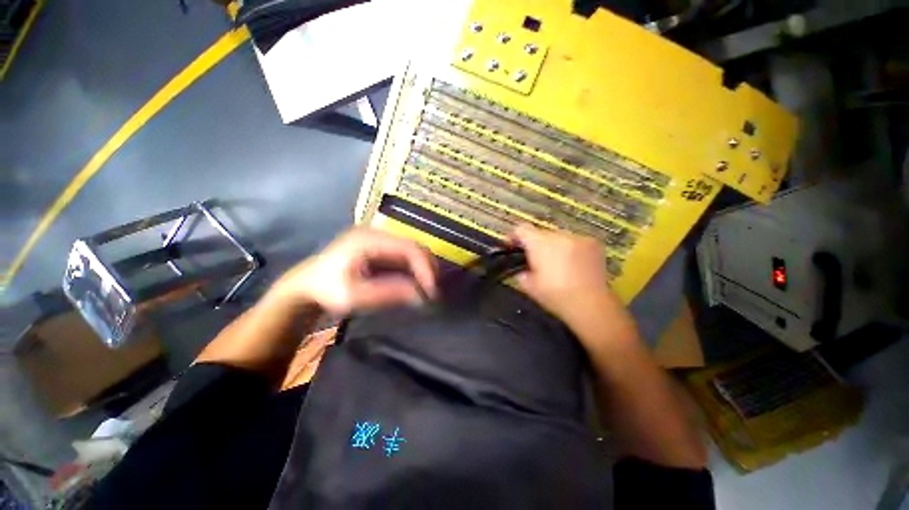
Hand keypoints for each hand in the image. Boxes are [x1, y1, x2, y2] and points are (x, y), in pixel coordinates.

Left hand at [270, 228, 435, 313]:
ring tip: (427, 289)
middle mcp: (377, 234)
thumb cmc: (328, 290)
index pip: (408, 247)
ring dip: (423, 269)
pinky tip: (416, 283)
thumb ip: (389, 293)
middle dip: (427, 268)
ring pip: (412, 251)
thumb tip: (421, 295)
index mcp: (369, 239)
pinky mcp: (380, 248)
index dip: (424, 267)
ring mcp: (379, 239)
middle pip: (413, 246)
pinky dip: (414, 270)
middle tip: (433, 291)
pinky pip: (404, 256)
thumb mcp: (356, 296)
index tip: (432, 290)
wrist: (307, 286)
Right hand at [509, 224, 620, 324]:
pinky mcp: (593, 243)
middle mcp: (558, 235)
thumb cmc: (555, 295)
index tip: (513, 247)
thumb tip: (523, 268)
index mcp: (539, 243)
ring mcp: (578, 237)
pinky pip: (576, 242)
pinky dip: (572, 250)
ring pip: (559, 237)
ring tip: (559, 265)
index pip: (521, 228)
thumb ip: (520, 271)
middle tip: (538, 262)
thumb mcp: (528, 286)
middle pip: (541, 233)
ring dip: (555, 247)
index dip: (514, 236)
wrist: (590, 304)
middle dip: (537, 245)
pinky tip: (576, 265)